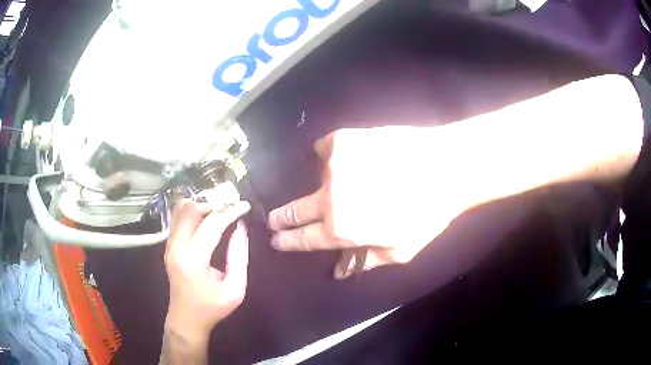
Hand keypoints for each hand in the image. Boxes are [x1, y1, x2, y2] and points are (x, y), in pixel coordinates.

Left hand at [164, 199, 250, 340]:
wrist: (186, 319)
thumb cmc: (212, 307)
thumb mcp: (235, 289)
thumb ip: (239, 257)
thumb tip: (240, 228)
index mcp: (193, 260)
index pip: (212, 224)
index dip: (230, 212)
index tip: (244, 206)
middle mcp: (176, 248)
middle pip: (191, 210)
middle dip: (213, 204)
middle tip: (230, 209)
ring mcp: (169, 245)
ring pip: (180, 210)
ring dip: (201, 206)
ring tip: (218, 213)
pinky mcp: (168, 246)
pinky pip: (177, 219)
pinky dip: (192, 212)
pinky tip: (206, 219)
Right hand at [268, 127, 472, 278]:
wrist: (443, 167)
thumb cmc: (426, 214)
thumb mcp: (400, 250)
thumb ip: (366, 260)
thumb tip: (340, 271)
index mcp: (342, 229)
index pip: (305, 238)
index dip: (288, 240)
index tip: (276, 239)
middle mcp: (329, 199)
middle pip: (295, 210)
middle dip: (280, 217)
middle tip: (272, 219)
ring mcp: (332, 167)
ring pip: (315, 177)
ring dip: (326, 182)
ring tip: (352, 178)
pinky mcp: (341, 141)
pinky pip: (325, 148)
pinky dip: (331, 154)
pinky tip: (347, 156)